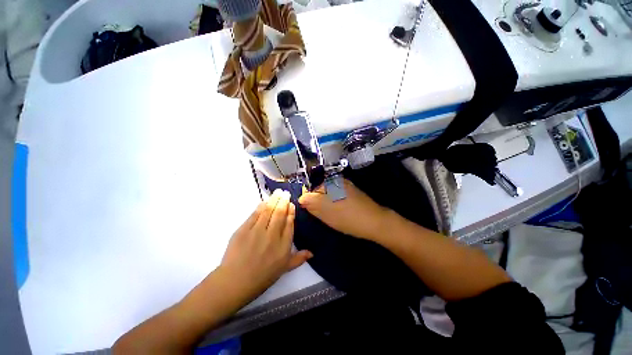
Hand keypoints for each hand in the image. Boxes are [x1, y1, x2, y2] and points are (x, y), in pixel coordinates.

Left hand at [220, 189, 312, 300]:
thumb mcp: (283, 269)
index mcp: (283, 246)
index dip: (290, 212)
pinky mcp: (244, 230)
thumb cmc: (262, 277)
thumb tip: (312, 253)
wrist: (235, 282)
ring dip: (274, 200)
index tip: (291, 204)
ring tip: (278, 192)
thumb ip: (298, 259)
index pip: (289, 223)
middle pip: (280, 214)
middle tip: (285, 192)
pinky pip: (255, 215)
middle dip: (283, 201)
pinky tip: (265, 201)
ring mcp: (257, 232)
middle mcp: (273, 236)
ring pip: (268, 211)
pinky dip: (261, 206)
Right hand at [298, 179, 390, 240]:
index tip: (311, 211)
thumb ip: (310, 203)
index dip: (307, 199)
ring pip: (327, 192)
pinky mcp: (350, 190)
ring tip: (331, 214)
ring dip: (325, 202)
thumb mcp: (325, 213)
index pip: (310, 187)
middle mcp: (335, 180)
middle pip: (318, 189)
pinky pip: (336, 194)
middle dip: (317, 201)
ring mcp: (344, 184)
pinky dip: (334, 201)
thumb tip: (301, 198)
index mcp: (329, 182)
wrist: (374, 221)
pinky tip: (339, 211)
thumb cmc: (347, 218)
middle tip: (322, 214)